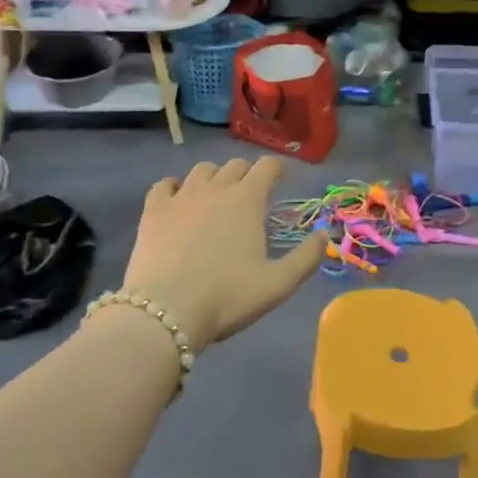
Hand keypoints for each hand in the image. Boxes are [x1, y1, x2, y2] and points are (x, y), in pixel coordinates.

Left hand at [122, 157, 327, 352]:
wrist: (165, 312)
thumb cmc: (227, 297)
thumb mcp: (278, 284)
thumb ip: (306, 258)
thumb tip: (324, 234)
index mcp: (247, 200)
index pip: (267, 166)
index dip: (277, 168)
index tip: (281, 178)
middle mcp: (216, 188)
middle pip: (235, 165)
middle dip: (247, 174)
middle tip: (250, 194)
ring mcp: (181, 196)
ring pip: (202, 170)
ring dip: (214, 177)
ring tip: (216, 196)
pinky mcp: (153, 210)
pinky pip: (164, 184)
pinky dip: (174, 187)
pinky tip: (177, 201)